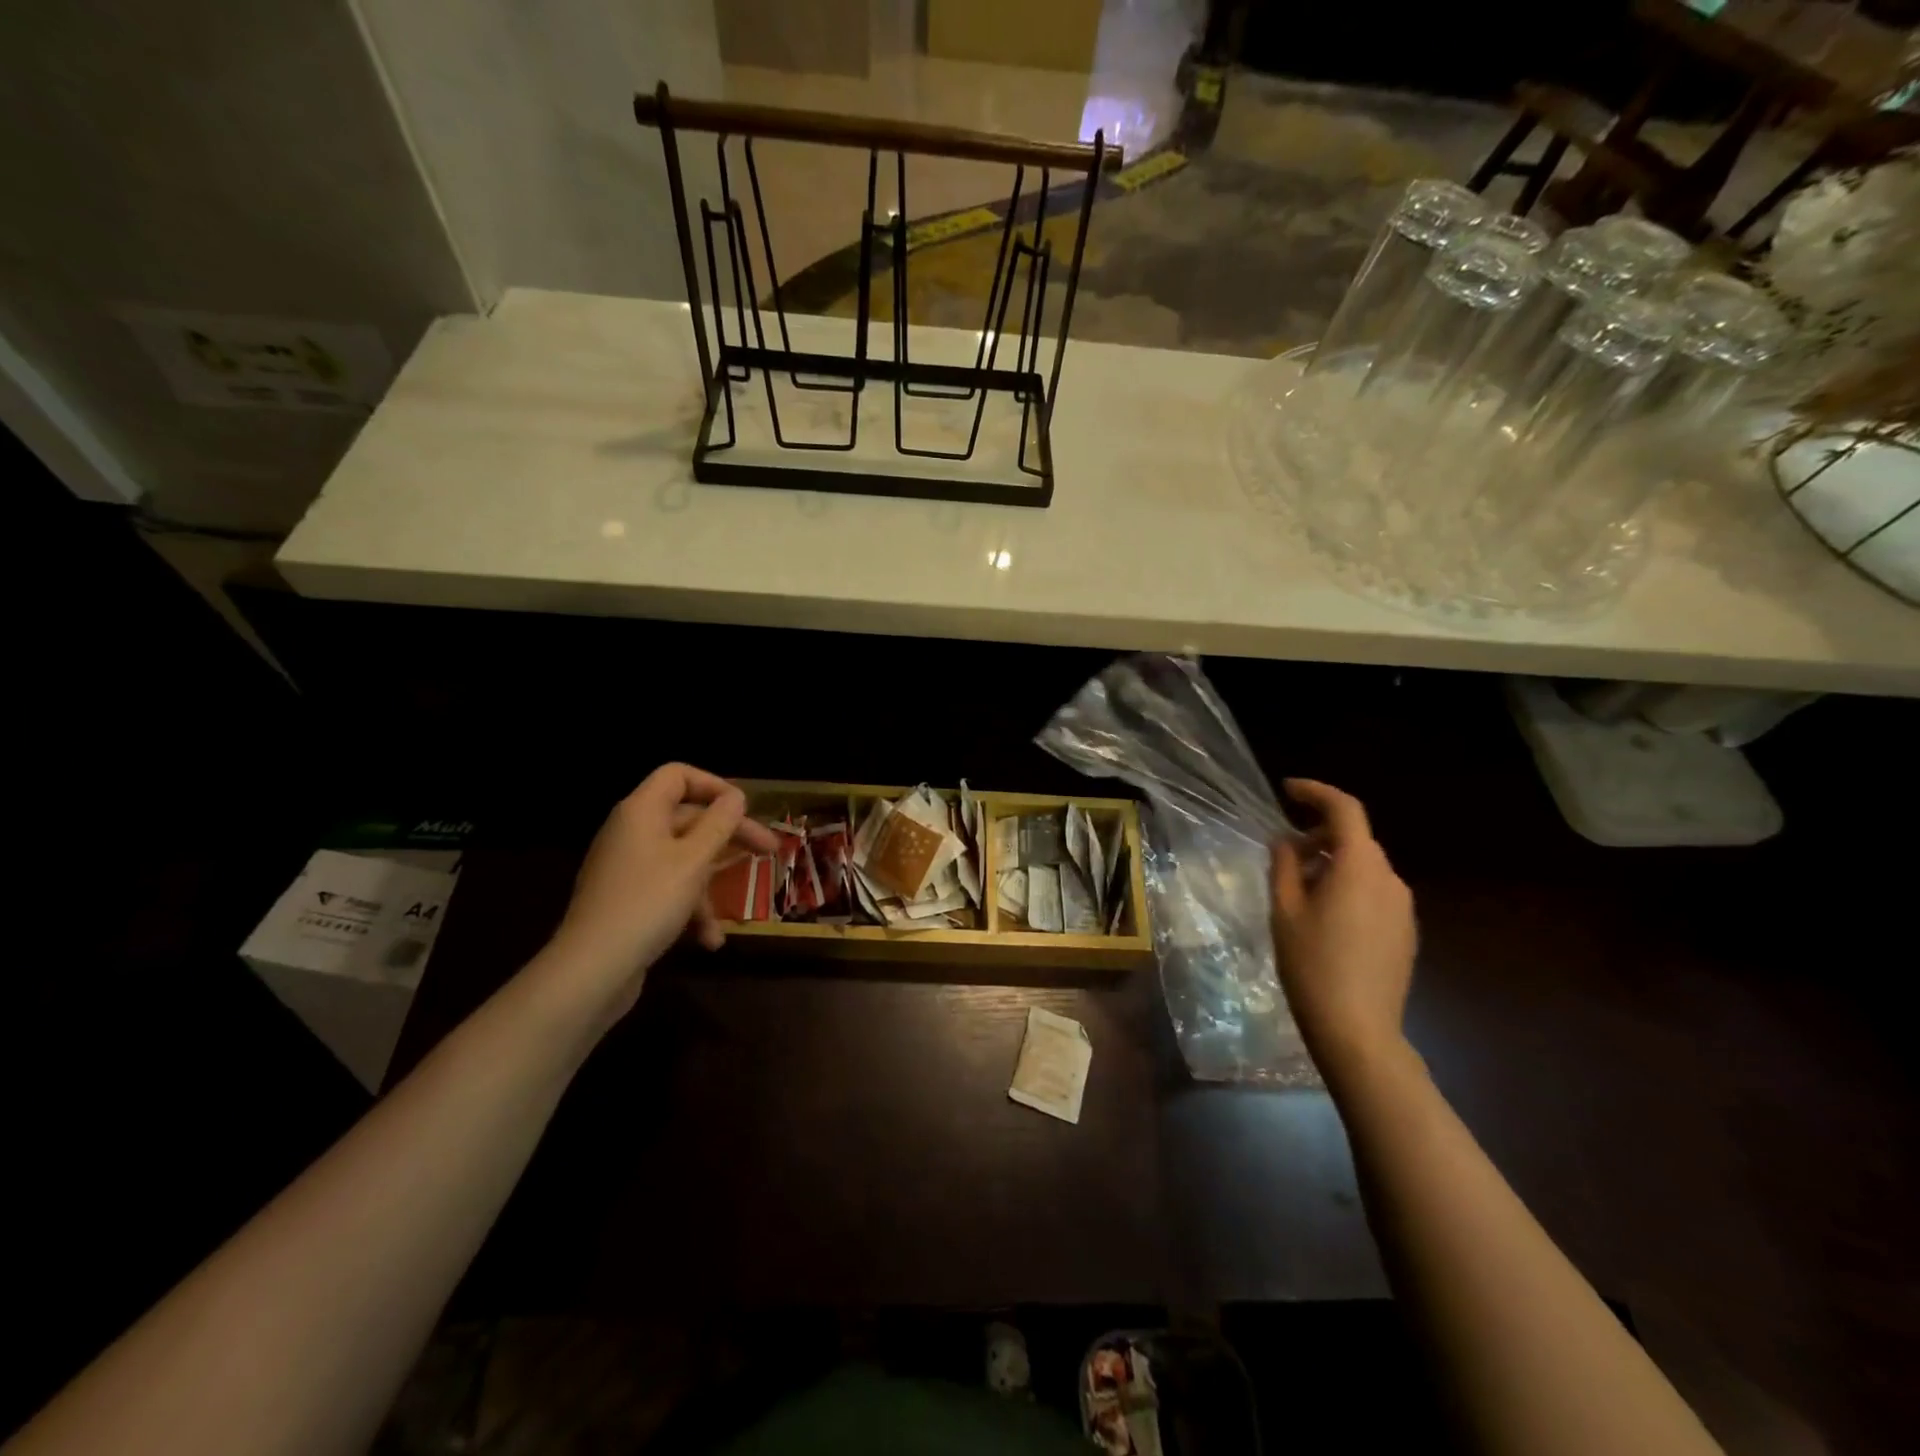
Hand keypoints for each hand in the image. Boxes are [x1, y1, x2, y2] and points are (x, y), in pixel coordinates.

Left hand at [543, 764, 777, 1017]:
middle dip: (730, 837)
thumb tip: (736, 796)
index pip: (678, 775)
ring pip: (683, 859)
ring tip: (734, 916)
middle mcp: (633, 833)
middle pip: (689, 818)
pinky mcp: (628, 900)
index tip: (744, 809)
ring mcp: (629, 868)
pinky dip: (690, 910)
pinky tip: (708, 940)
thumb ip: (719, 824)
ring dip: (711, 885)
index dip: (714, 785)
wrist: (590, 970)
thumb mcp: (694, 861)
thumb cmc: (648, 903)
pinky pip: (668, 890)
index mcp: (642, 812)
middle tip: (770, 852)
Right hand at [1270, 779, 1416, 1078]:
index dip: (1316, 792)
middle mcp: (1389, 879)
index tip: (1287, 791)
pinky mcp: (1405, 931)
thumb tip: (1286, 841)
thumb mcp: (1284, 910)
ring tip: (1299, 887)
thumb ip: (1284, 865)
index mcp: (1359, 867)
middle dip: (1319, 834)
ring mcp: (1403, 907)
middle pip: (1355, 838)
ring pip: (1365, 866)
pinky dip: (1348, 886)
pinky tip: (1324, 915)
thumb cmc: (1312, 964)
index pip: (1345, 809)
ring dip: (1333, 862)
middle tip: (1283, 852)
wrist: (1358, 1029)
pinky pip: (1374, 891)